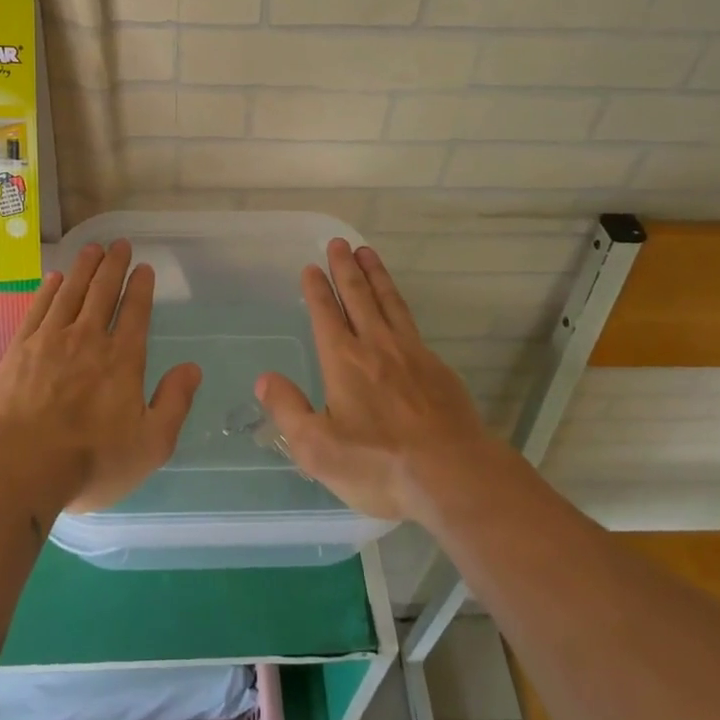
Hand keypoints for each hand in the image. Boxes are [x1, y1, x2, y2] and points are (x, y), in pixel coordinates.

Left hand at [0, 239, 200, 513]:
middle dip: (114, 265)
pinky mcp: (20, 349)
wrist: (20, 467)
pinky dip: (48, 290)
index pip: (135, 311)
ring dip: (83, 268)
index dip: (140, 287)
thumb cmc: (92, 461)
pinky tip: (54, 279)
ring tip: (92, 249)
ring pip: (70, 292)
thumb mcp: (151, 444)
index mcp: (122, 359)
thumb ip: (174, 402)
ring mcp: (50, 340)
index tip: (144, 267)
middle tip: (119, 244)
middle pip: (103, 292)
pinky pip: (38, 309)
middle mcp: (88, 339)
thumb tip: (192, 368)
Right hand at [255, 239, 490, 522]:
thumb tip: (264, 379)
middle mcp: (376, 346)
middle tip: (338, 243)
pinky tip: (397, 305)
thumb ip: (288, 410)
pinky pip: (411, 321)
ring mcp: (411, 353)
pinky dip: (398, 302)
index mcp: (344, 361)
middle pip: (358, 296)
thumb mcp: (318, 449)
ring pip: (388, 301)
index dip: (316, 290)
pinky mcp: (437, 367)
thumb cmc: (380, 465)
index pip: (326, 314)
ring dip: (375, 274)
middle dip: (344, 268)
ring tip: (366, 252)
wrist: (455, 475)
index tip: (311, 267)